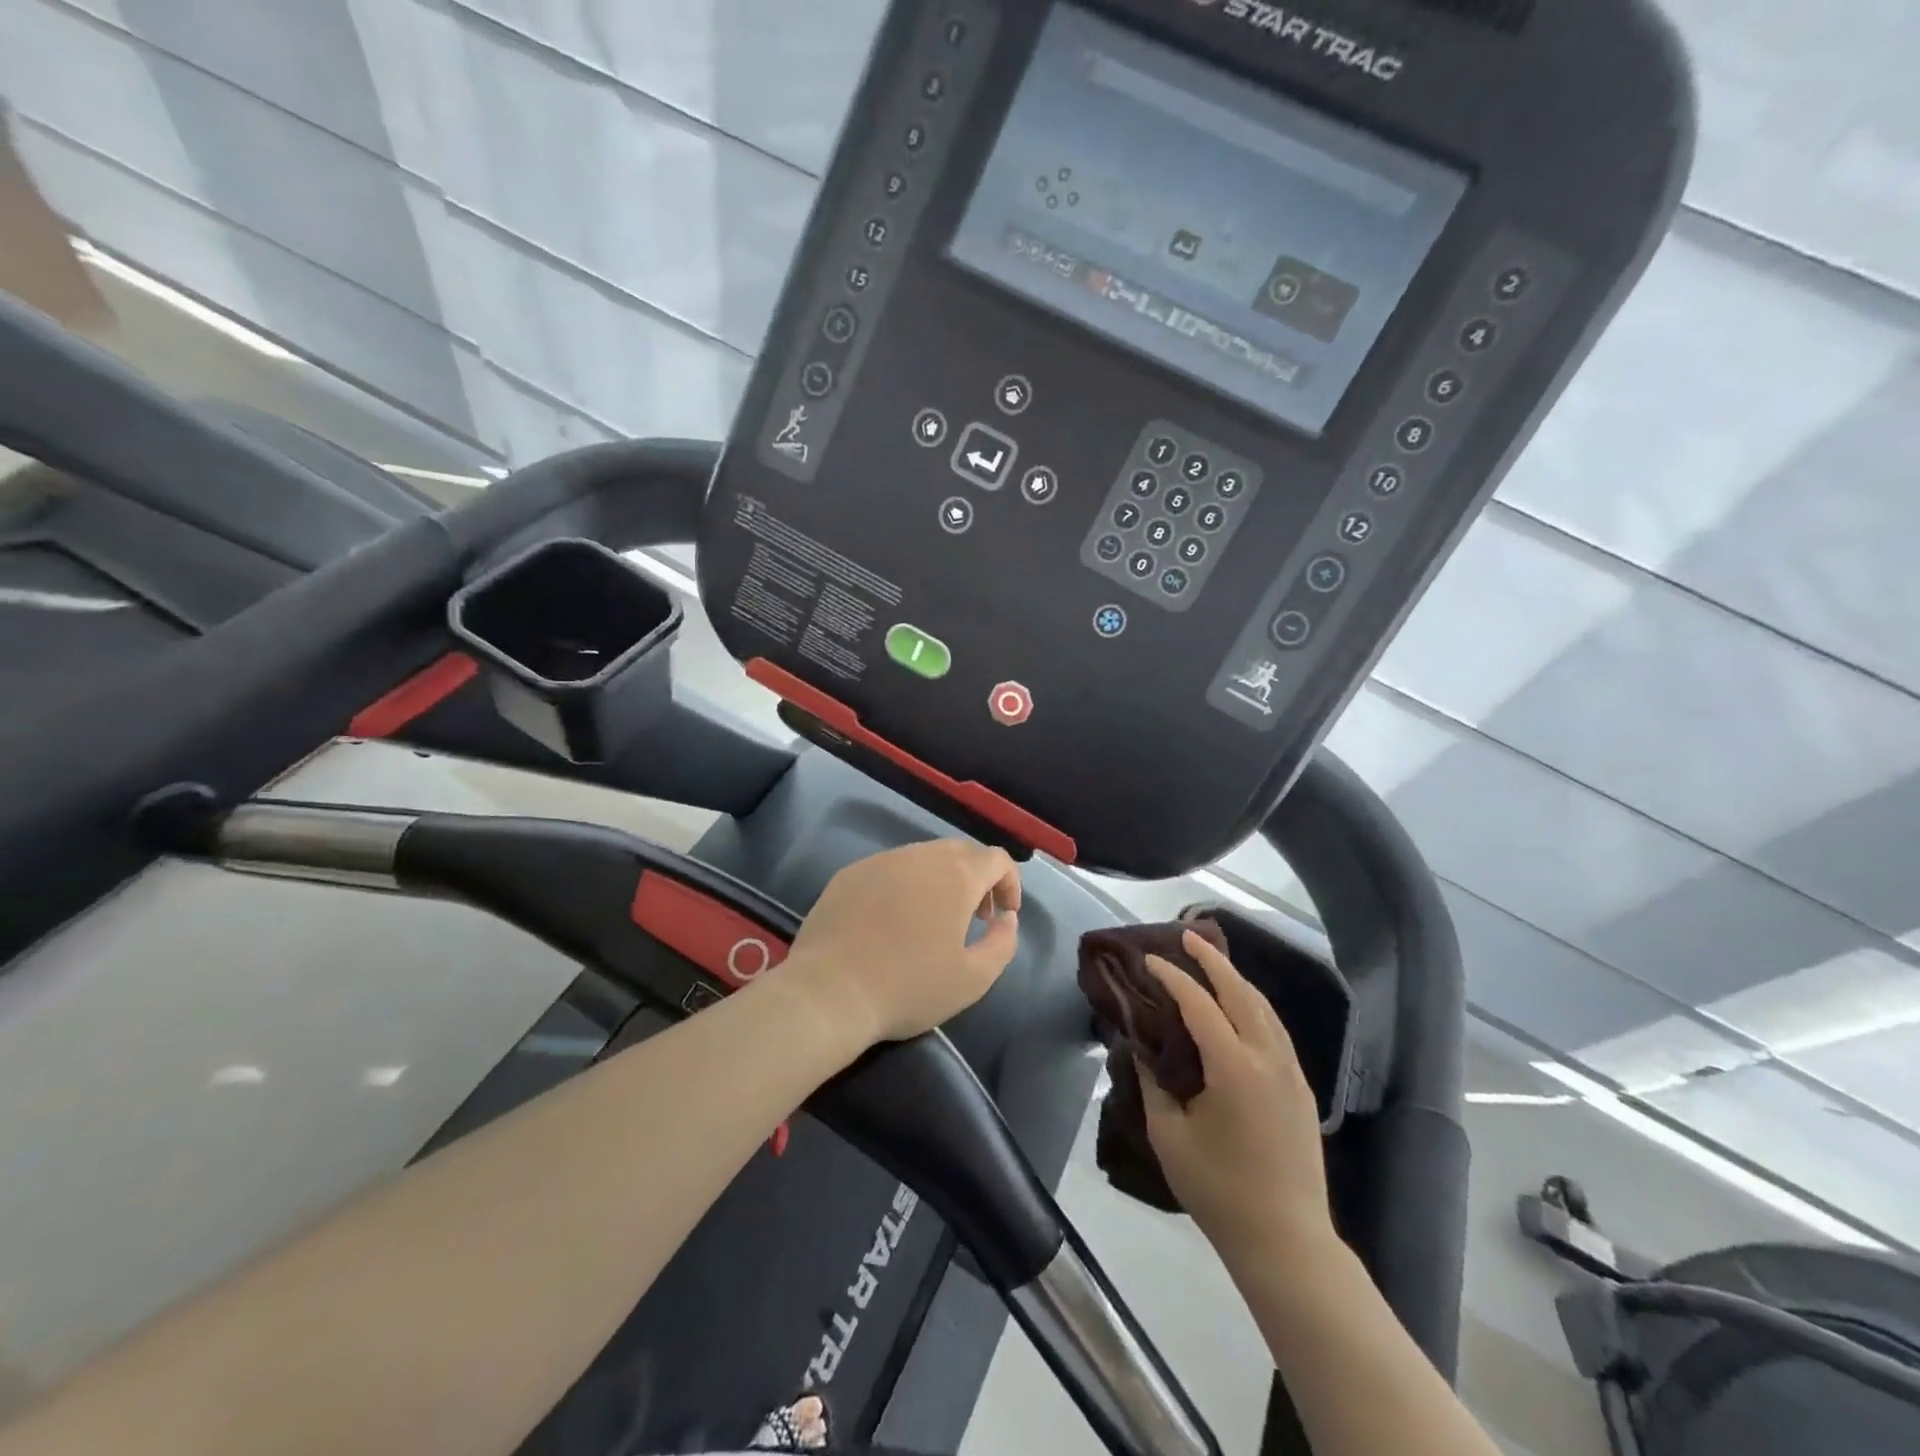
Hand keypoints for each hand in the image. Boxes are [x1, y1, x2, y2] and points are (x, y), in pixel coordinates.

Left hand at [780, 839, 1021, 1044]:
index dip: (1009, 883)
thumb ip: (1003, 943)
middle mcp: (920, 856)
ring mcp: (881, 861)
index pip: (996, 859)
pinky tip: (891, 921)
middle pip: (961, 852)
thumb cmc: (908, 987)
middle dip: (977, 878)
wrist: (830, 991)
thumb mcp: (973, 979)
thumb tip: (1006, 918)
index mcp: (956, 876)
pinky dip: (904, 885)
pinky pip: (889, 869)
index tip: (1004, 915)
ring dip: (940, 880)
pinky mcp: (850, 874)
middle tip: (974, 916)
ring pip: (923, 857)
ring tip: (933, 920)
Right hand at [1139, 930, 1336, 1266]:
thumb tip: (1142, 1049)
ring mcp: (1291, 1072)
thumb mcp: (1170, 1136)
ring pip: (1264, 1008)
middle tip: (1187, 934)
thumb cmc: (1220, 1190)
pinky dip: (1254, 1005)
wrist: (1286, 1241)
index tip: (1149, 960)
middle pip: (1241, 992)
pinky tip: (1240, 1007)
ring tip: (1212, 961)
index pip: (1200, 1004)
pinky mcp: (1302, 1089)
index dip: (1173, 977)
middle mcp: (1268, 1058)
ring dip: (1236, 979)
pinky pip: (1275, 1030)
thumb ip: (1153, 1084)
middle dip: (1213, 960)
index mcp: (1235, 1067)